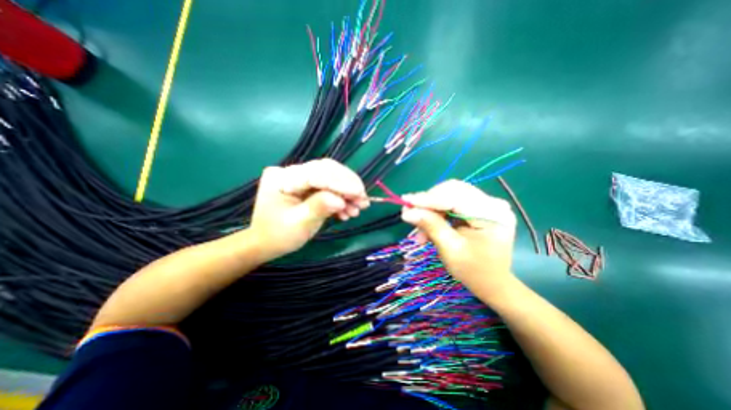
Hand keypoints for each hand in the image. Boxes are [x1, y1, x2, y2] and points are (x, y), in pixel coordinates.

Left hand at [248, 159, 372, 259]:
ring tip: (358, 208)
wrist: (267, 243)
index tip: (360, 193)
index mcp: (282, 178)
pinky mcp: (308, 186)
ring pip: (331, 178)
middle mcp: (291, 172)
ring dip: (347, 193)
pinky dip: (341, 198)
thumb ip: (319, 208)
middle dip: (348, 185)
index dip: (340, 182)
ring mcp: (300, 178)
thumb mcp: (298, 224)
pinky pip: (329, 187)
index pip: (316, 173)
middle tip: (364, 200)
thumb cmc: (278, 236)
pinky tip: (348, 211)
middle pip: (327, 170)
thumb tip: (341, 200)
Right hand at [402, 180, 514, 292]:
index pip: (454, 197)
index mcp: (492, 214)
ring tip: (419, 226)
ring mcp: (486, 204)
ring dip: (431, 208)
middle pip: (452, 190)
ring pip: (450, 194)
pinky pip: (452, 202)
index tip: (405, 201)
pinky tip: (428, 225)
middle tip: (410, 213)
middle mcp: (492, 203)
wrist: (493, 283)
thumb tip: (407, 212)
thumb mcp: (450, 250)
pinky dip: (437, 212)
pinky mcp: (478, 207)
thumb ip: (431, 226)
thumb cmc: (474, 271)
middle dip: (429, 202)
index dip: (427, 198)